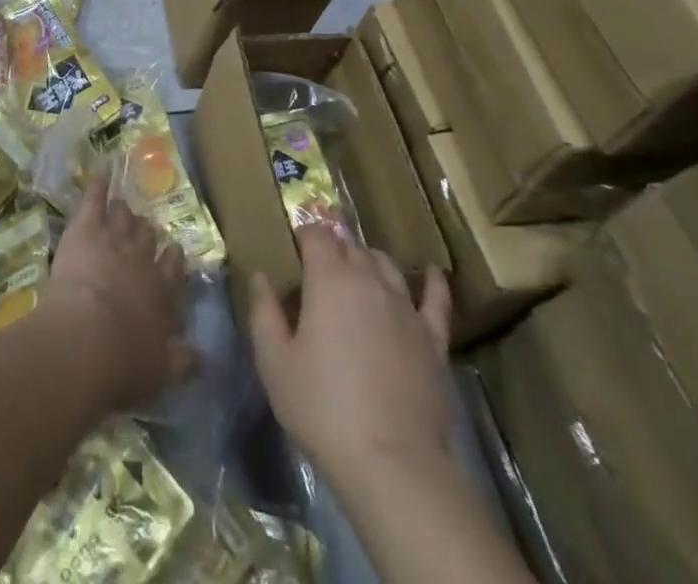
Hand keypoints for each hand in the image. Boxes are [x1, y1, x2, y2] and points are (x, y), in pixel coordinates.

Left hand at [40, 180, 193, 412]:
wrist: (84, 339)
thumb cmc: (122, 364)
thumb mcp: (159, 373)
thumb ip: (181, 362)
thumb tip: (200, 357)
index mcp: (162, 293)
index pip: (173, 269)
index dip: (172, 260)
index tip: (172, 252)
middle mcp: (142, 260)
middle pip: (148, 238)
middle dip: (146, 233)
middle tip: (143, 229)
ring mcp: (115, 239)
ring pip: (123, 217)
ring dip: (122, 212)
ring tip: (121, 207)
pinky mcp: (87, 228)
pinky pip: (94, 200)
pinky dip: (97, 187)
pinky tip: (98, 175)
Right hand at [250, 226, 454, 492]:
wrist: (392, 463)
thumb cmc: (323, 408)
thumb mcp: (274, 363)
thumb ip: (264, 313)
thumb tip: (261, 278)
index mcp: (329, 279)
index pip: (316, 234)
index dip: (303, 237)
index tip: (293, 252)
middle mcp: (369, 280)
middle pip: (351, 246)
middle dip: (333, 249)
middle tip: (318, 270)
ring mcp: (405, 307)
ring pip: (386, 265)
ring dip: (369, 261)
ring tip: (358, 272)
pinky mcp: (433, 338)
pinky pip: (436, 299)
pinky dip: (431, 282)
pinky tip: (429, 273)